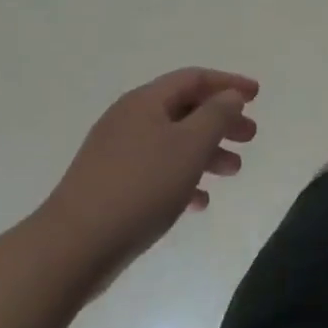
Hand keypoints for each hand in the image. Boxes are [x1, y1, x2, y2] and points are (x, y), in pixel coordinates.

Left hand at [39, 69, 258, 277]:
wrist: (71, 249)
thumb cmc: (140, 186)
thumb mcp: (190, 145)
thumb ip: (217, 114)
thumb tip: (229, 95)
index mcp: (145, 102)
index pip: (194, 78)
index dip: (228, 83)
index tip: (257, 96)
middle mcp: (129, 120)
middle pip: (185, 110)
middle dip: (221, 121)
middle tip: (249, 137)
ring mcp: (116, 155)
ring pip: (173, 143)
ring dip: (206, 153)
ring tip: (233, 172)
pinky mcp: (109, 187)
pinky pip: (156, 172)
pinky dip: (182, 179)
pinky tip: (199, 202)